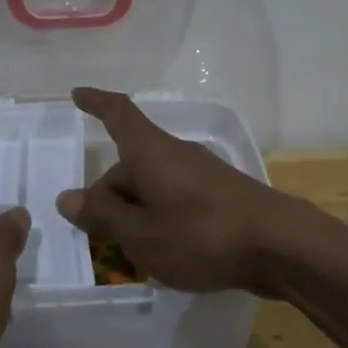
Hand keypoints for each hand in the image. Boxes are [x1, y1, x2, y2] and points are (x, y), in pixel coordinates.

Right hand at [54, 87, 323, 294]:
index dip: (96, 103)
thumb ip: (103, 216)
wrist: (280, 246)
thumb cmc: (201, 235)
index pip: (118, 114)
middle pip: (130, 164)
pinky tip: (163, 253)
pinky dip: (159, 219)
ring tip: (129, 253)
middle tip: (96, 237)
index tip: (77, 94)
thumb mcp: (141, 234)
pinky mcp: (220, 196)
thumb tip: (67, 197)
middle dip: (109, 196)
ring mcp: (201, 174)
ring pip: (153, 186)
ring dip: (134, 212)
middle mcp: (174, 154)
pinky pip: (175, 199)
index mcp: (150, 152)